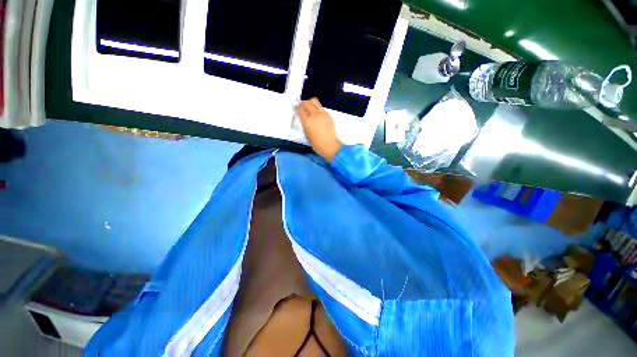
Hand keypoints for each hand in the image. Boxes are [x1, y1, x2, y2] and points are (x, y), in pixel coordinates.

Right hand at [296, 98, 342, 161]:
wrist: (329, 145)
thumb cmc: (316, 143)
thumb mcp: (306, 133)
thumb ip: (304, 123)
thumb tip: (302, 117)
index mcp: (307, 120)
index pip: (299, 108)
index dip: (297, 108)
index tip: (296, 110)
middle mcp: (314, 114)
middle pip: (306, 102)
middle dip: (303, 104)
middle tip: (302, 108)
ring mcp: (322, 113)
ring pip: (314, 101)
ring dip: (310, 104)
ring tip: (310, 109)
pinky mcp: (328, 115)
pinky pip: (321, 107)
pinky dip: (317, 109)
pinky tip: (317, 116)